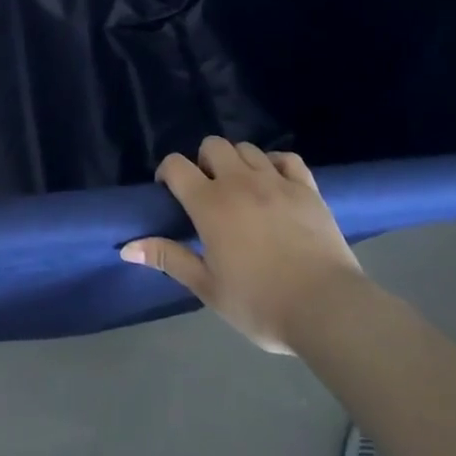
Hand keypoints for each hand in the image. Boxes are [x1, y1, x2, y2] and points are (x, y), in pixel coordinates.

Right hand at [122, 137, 362, 355]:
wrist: (328, 310)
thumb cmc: (260, 303)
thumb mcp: (208, 288)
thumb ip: (169, 259)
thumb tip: (126, 246)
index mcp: (210, 204)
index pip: (176, 165)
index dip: (167, 173)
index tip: (170, 194)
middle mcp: (239, 182)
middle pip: (212, 145)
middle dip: (203, 162)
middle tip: (208, 193)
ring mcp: (276, 181)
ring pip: (247, 148)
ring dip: (237, 162)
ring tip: (241, 189)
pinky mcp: (307, 189)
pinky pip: (287, 158)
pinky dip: (275, 164)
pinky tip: (274, 184)